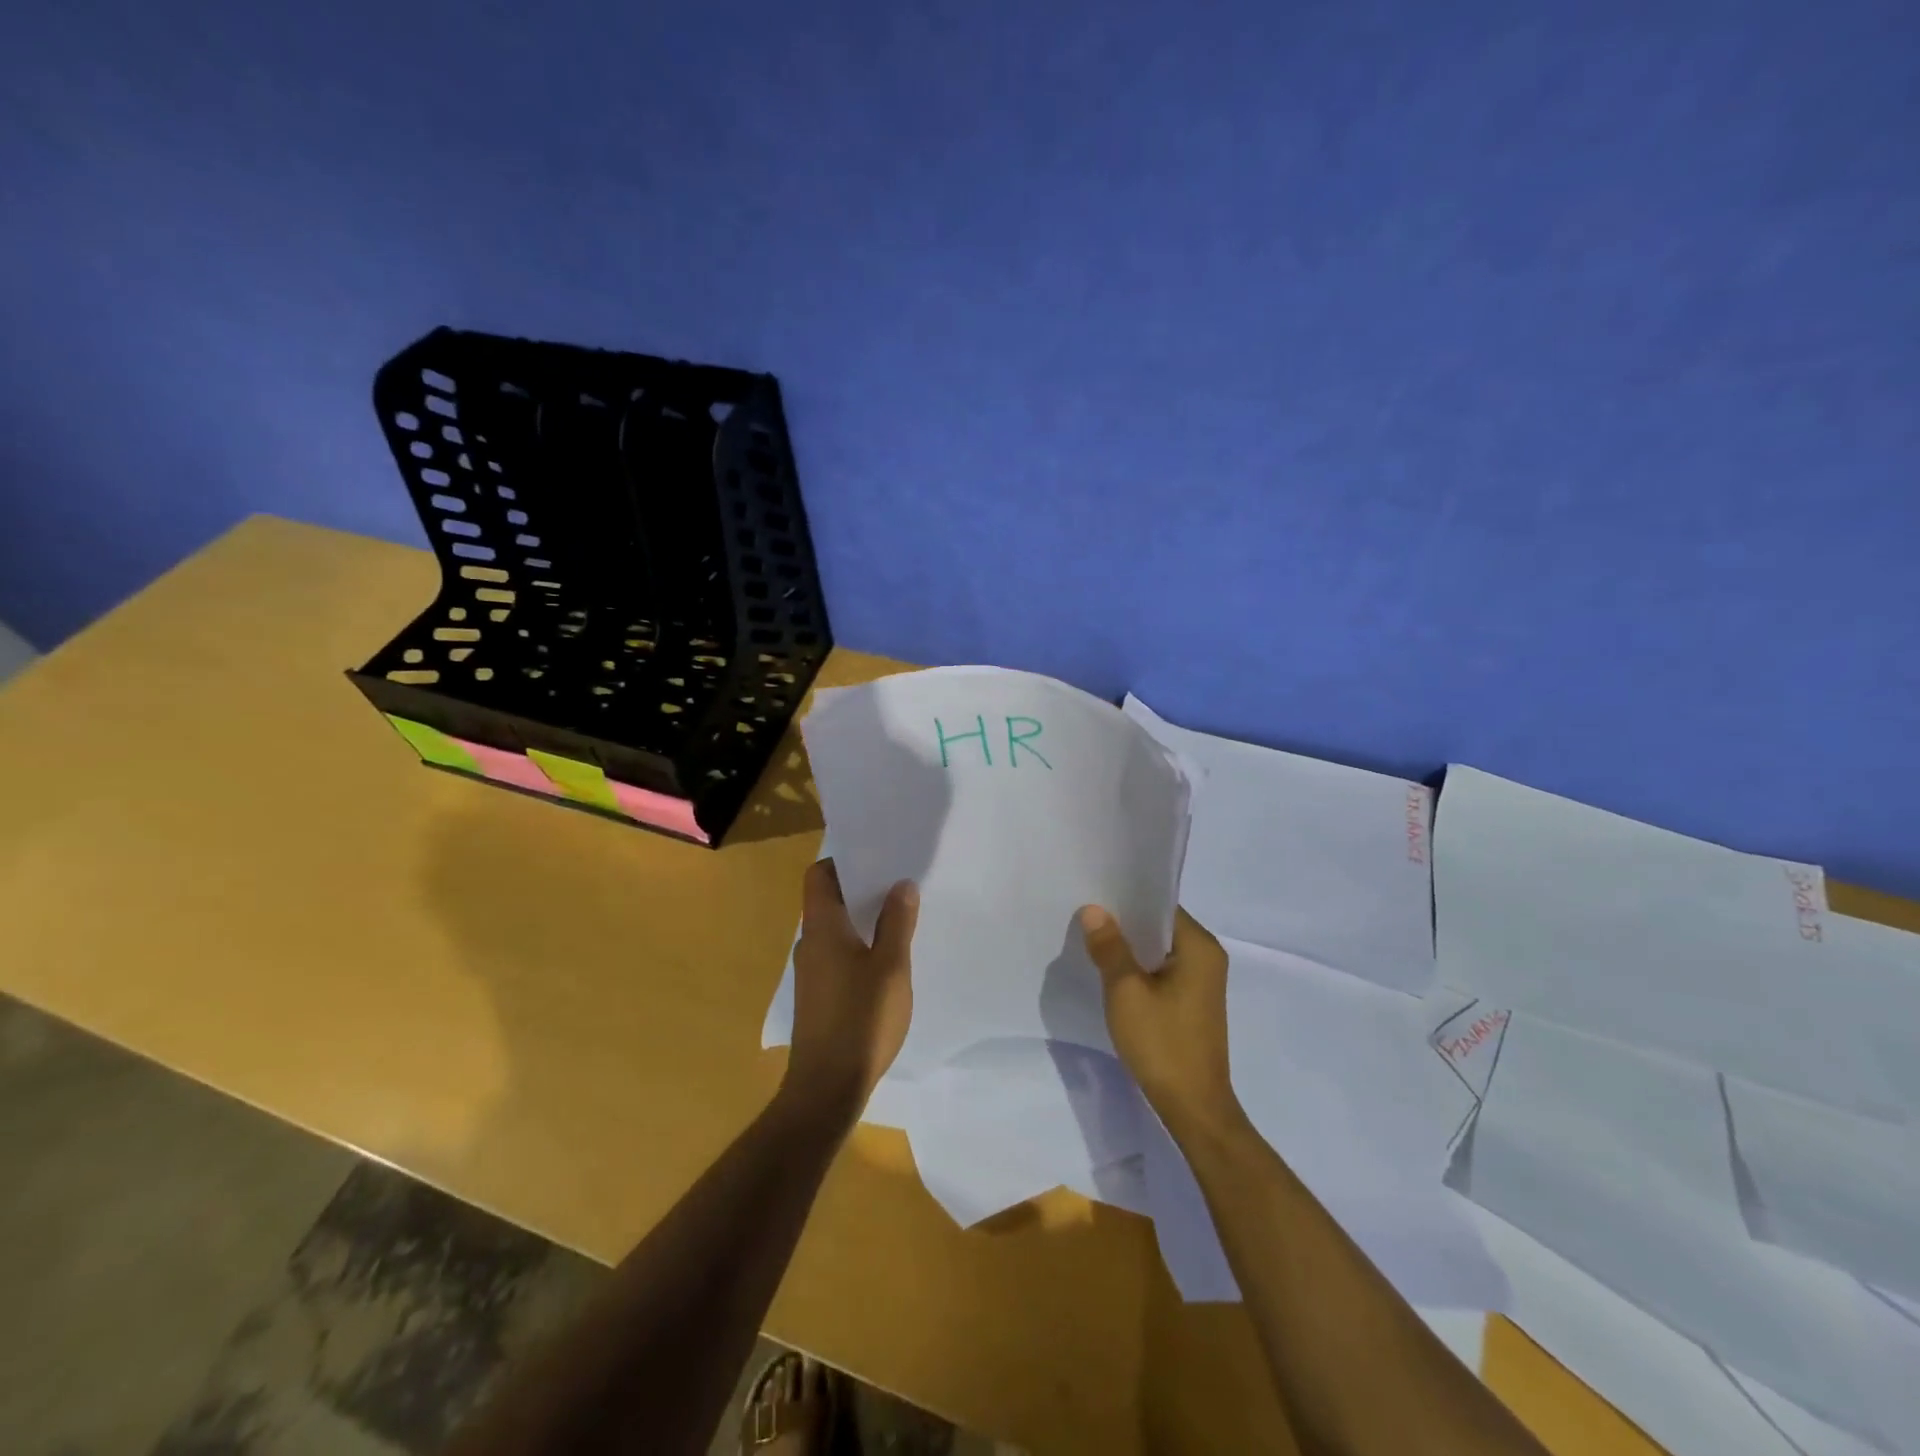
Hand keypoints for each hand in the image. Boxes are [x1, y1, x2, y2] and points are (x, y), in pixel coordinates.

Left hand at [783, 859, 918, 1121]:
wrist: (827, 1087)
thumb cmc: (861, 1019)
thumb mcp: (891, 967)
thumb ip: (897, 922)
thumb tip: (901, 884)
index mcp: (822, 928)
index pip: (819, 875)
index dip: (843, 861)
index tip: (877, 858)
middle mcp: (809, 943)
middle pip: (828, 900)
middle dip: (861, 889)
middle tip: (898, 884)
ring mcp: (810, 972)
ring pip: (835, 930)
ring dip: (862, 920)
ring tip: (898, 918)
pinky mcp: (817, 996)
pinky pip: (836, 954)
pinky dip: (858, 946)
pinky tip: (885, 961)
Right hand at [1079, 905, 1240, 1136]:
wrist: (1193, 1107)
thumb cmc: (1162, 1043)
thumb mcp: (1126, 992)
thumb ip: (1110, 948)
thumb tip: (1093, 911)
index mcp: (1199, 947)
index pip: (1161, 906)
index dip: (1127, 898)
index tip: (1094, 893)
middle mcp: (1207, 957)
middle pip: (1160, 926)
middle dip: (1124, 923)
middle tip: (1084, 914)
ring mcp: (1202, 982)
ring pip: (1159, 950)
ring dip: (1130, 948)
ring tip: (1091, 939)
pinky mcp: (1192, 1002)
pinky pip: (1162, 971)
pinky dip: (1139, 968)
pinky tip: (1111, 972)